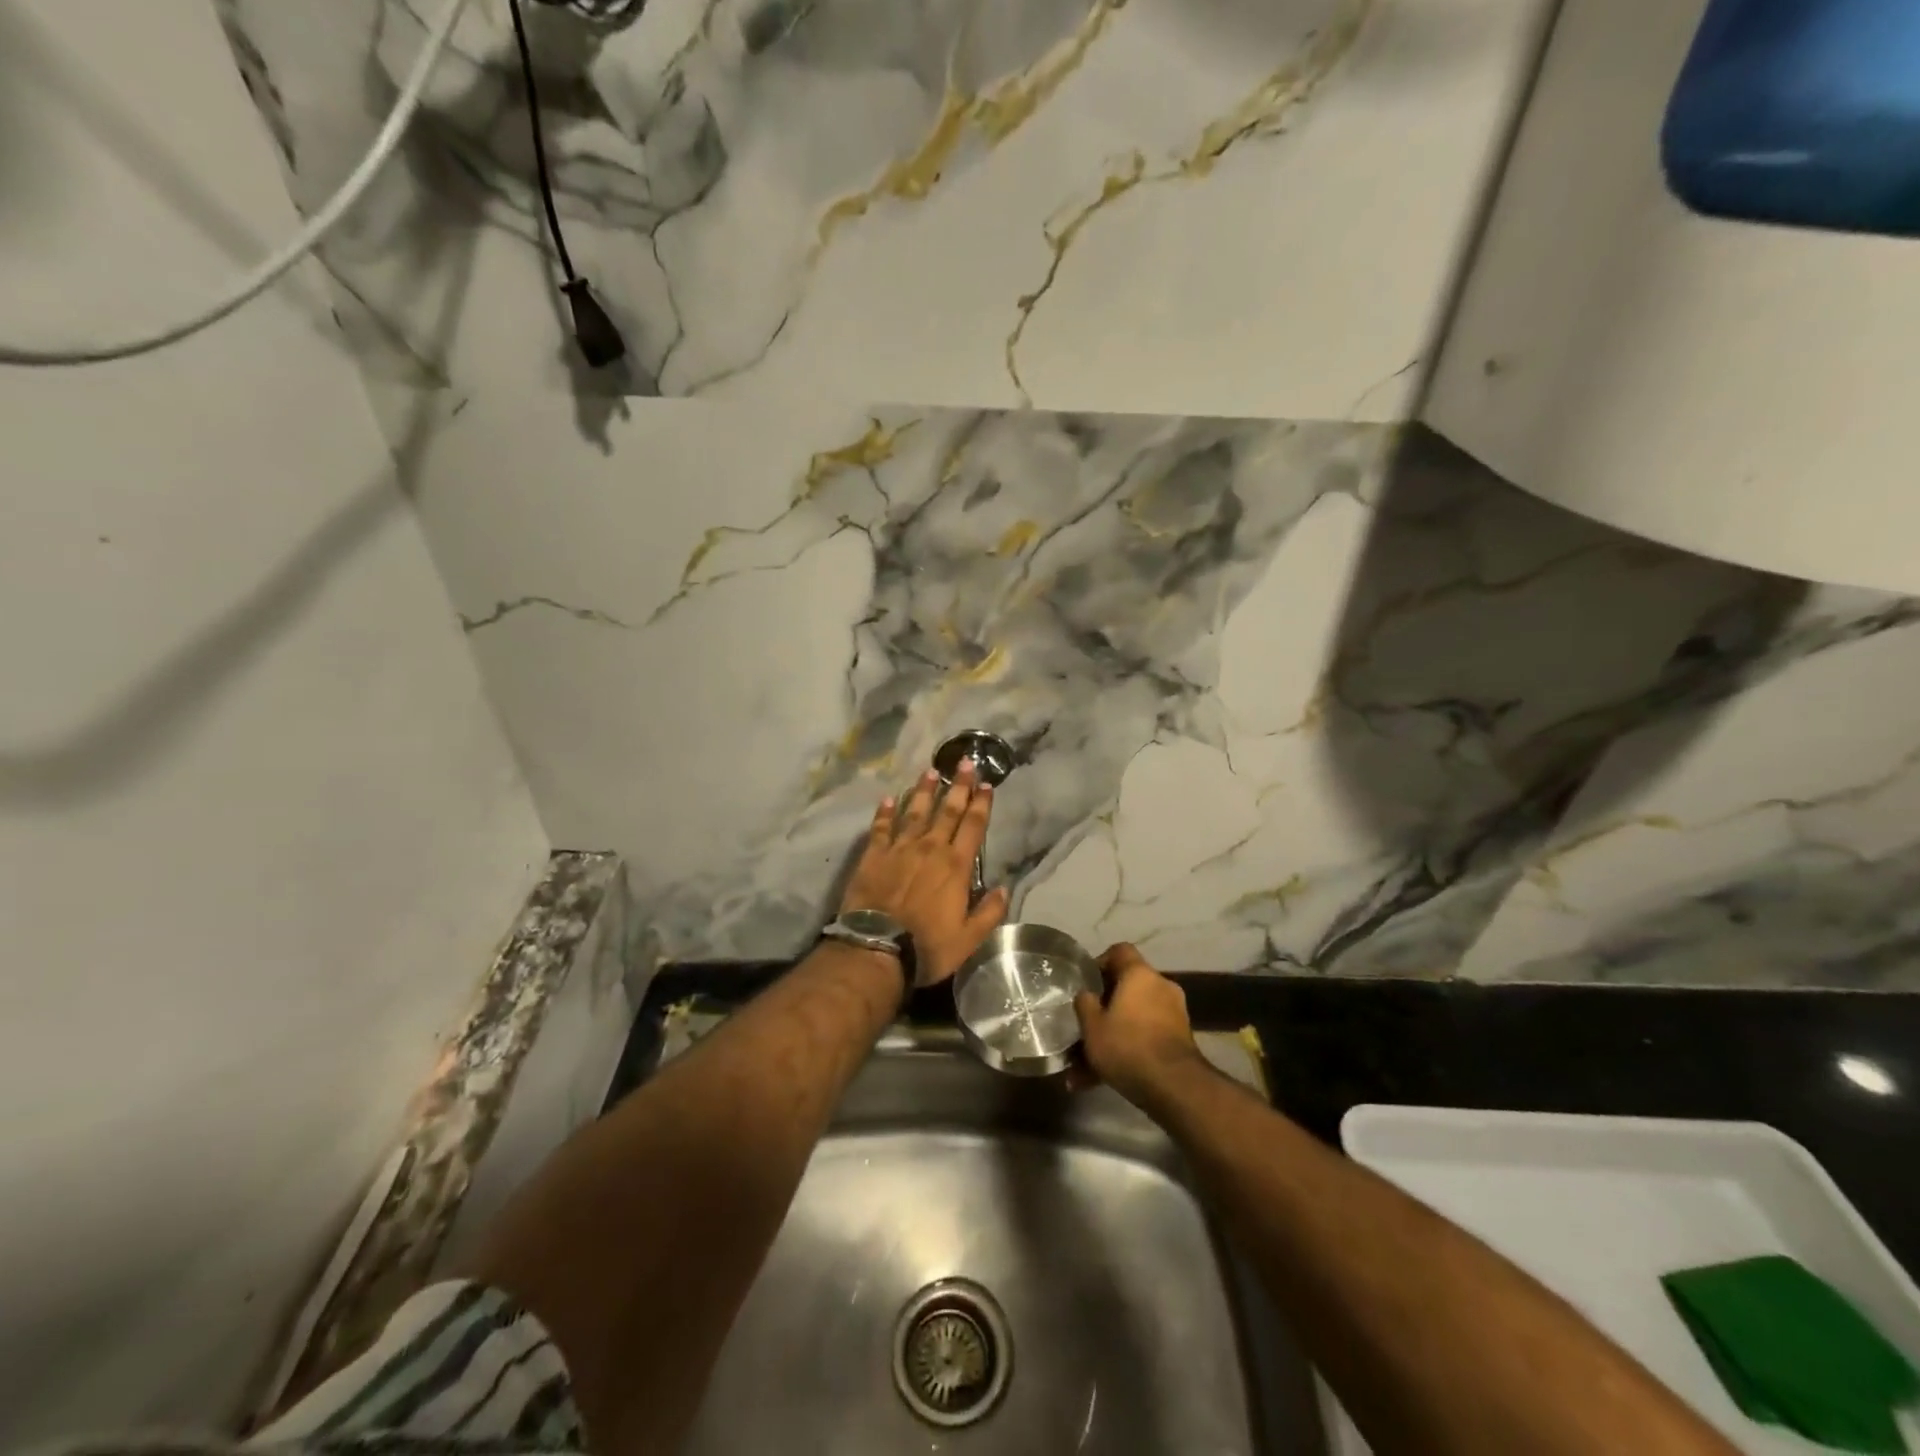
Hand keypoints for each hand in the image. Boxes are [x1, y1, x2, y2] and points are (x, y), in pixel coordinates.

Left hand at [840, 759, 1009, 986]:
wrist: (877, 949)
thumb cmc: (927, 947)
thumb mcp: (969, 938)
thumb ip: (989, 912)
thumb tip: (1004, 888)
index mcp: (956, 866)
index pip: (973, 826)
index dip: (981, 804)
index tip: (986, 784)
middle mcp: (930, 849)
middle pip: (947, 811)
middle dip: (958, 786)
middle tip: (964, 762)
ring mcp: (899, 849)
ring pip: (915, 812)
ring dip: (924, 791)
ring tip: (930, 771)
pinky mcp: (873, 856)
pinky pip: (881, 828)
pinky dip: (885, 812)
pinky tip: (888, 799)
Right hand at [1073, 944, 1208, 1107]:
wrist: (1175, 1087)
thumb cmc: (1127, 1046)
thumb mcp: (1092, 1026)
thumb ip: (1085, 1004)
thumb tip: (1086, 994)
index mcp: (1140, 974)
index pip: (1120, 951)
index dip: (1100, 962)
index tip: (1087, 983)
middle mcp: (1161, 986)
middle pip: (1128, 987)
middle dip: (1105, 1008)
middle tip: (1086, 1026)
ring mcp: (1174, 1013)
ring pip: (1134, 1018)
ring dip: (1114, 1035)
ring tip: (1086, 1067)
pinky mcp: (1181, 1039)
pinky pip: (1146, 1036)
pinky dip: (1129, 1050)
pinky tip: (1102, 1080)